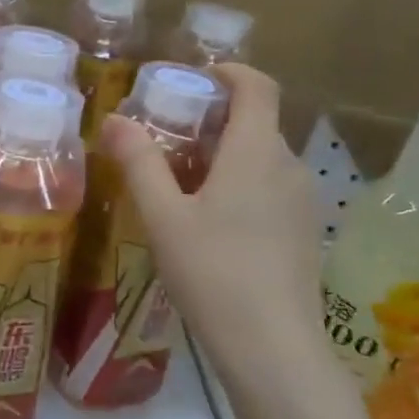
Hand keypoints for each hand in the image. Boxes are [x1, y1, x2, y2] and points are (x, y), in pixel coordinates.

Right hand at [102, 63, 325, 378]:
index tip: (194, 78)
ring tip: (179, 180)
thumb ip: (139, 163)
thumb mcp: (163, 217)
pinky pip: (270, 186)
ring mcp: (302, 201)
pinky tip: (209, 219)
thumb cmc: (212, 272)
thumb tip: (114, 120)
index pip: (257, 86)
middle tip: (166, 137)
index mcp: (256, 152)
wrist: (272, 346)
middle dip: (212, 119)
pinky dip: (240, 182)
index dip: (228, 72)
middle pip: (255, 122)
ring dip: (224, 153)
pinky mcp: (304, 231)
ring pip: (262, 157)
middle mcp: (288, 166)